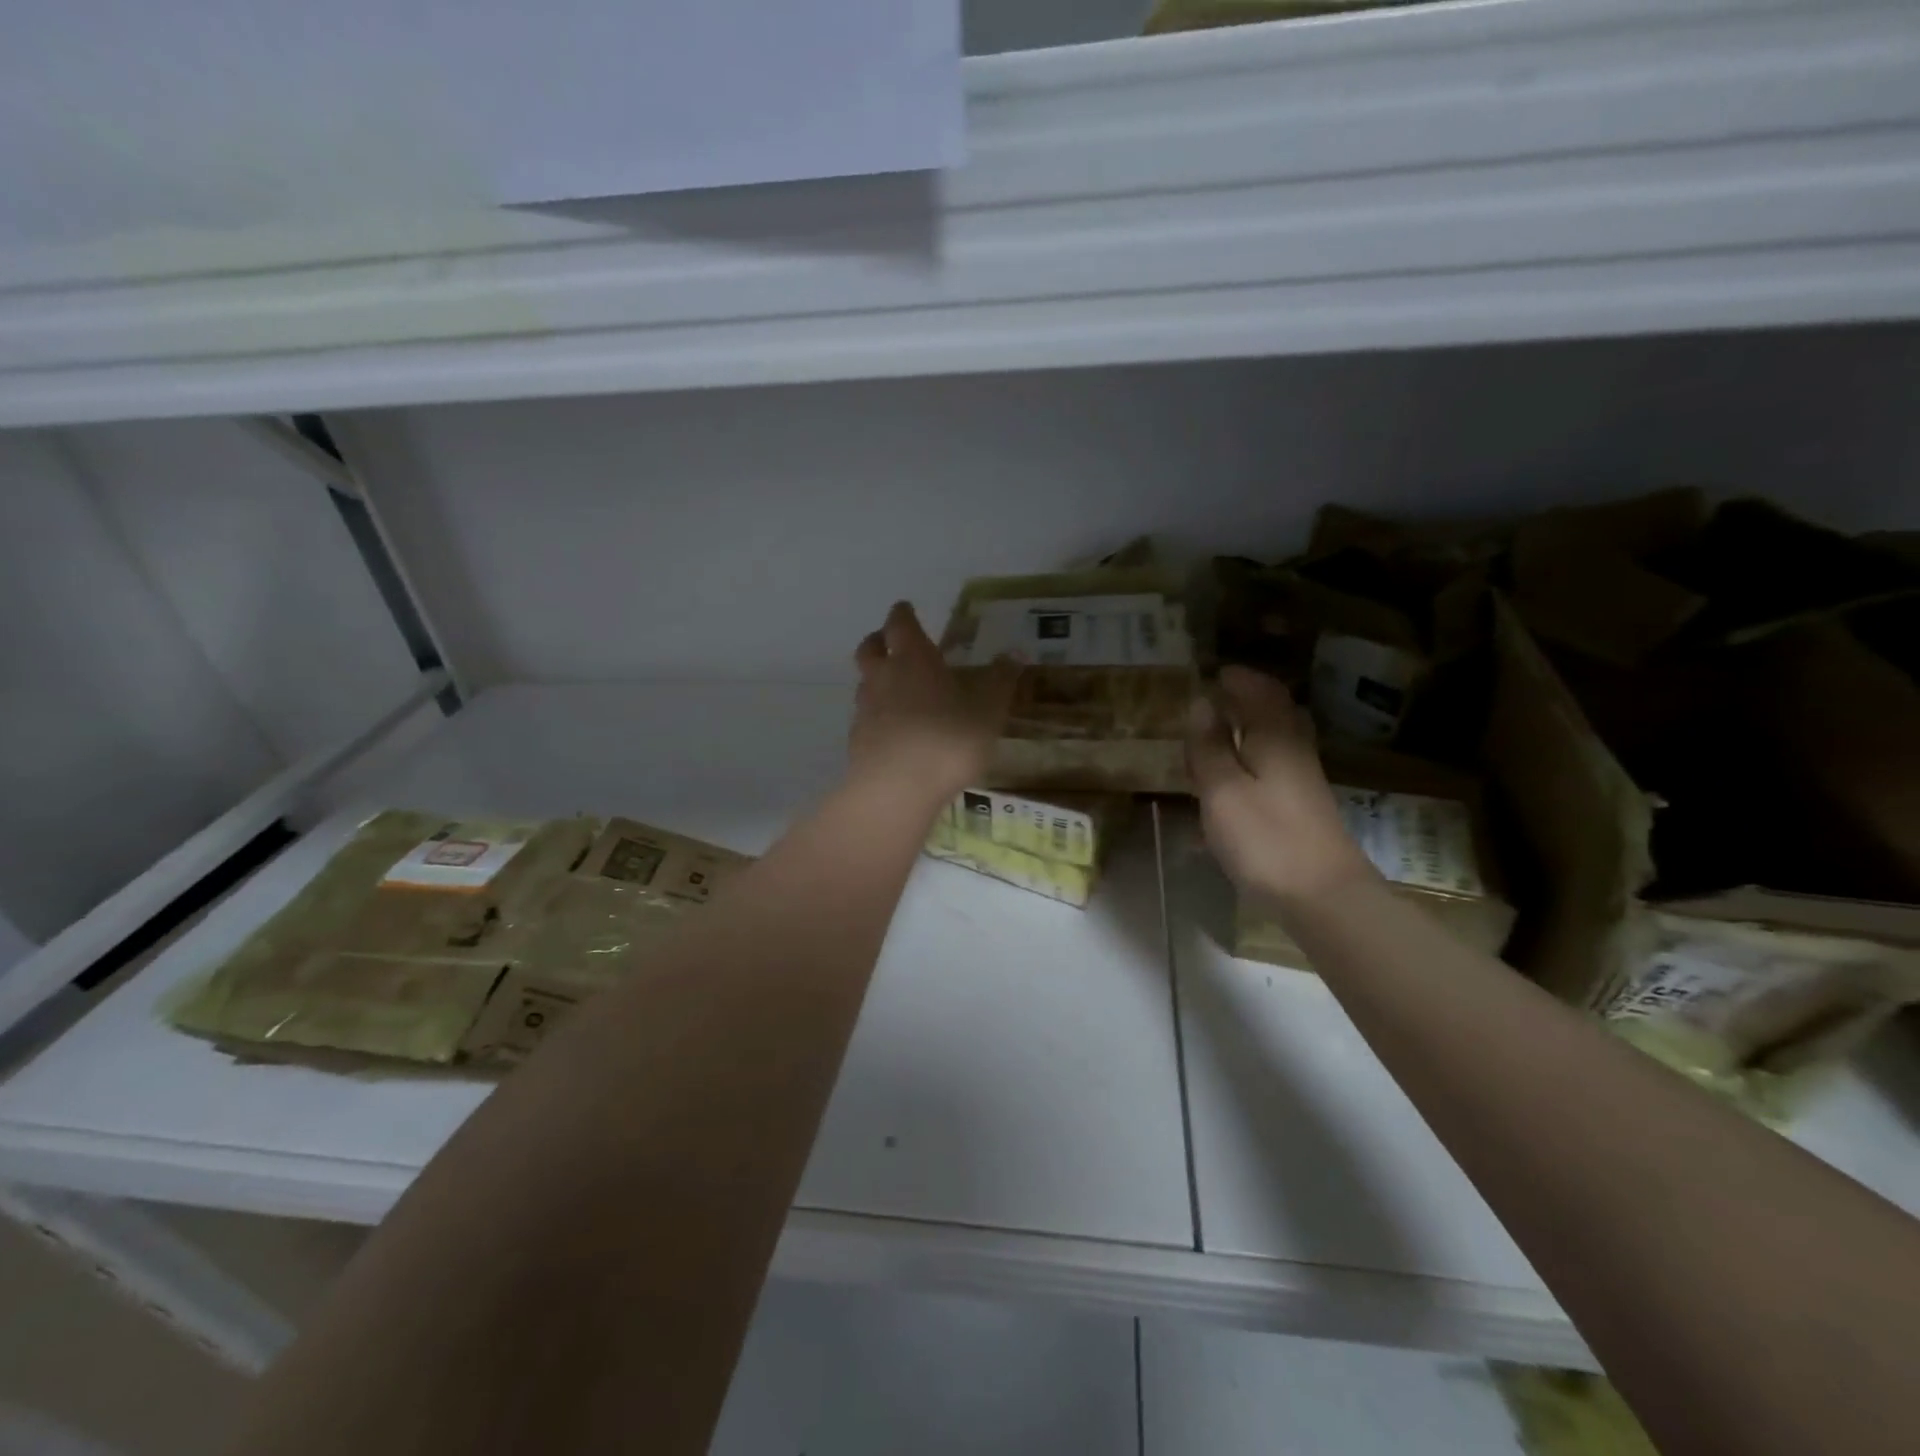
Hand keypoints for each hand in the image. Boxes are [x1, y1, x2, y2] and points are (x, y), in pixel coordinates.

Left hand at [850, 602, 1019, 799]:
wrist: (896, 789)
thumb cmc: (948, 739)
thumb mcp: (988, 709)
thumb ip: (1001, 680)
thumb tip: (1015, 653)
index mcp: (913, 659)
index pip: (901, 624)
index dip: (903, 614)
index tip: (906, 608)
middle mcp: (883, 676)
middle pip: (870, 648)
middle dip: (880, 640)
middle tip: (891, 642)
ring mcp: (865, 710)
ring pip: (865, 682)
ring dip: (876, 678)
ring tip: (896, 689)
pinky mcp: (857, 741)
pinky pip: (865, 717)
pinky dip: (877, 715)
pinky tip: (893, 730)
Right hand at [1187, 666, 1375, 901]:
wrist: (1324, 898)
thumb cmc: (1266, 839)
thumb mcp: (1223, 790)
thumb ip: (1209, 746)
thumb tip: (1201, 703)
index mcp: (1276, 739)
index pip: (1262, 692)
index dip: (1239, 679)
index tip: (1213, 672)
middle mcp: (1294, 753)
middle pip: (1274, 714)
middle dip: (1245, 702)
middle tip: (1214, 700)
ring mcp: (1302, 783)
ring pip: (1273, 743)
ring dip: (1245, 733)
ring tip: (1213, 739)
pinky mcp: (1301, 810)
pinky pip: (1271, 770)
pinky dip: (1249, 763)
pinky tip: (1229, 785)